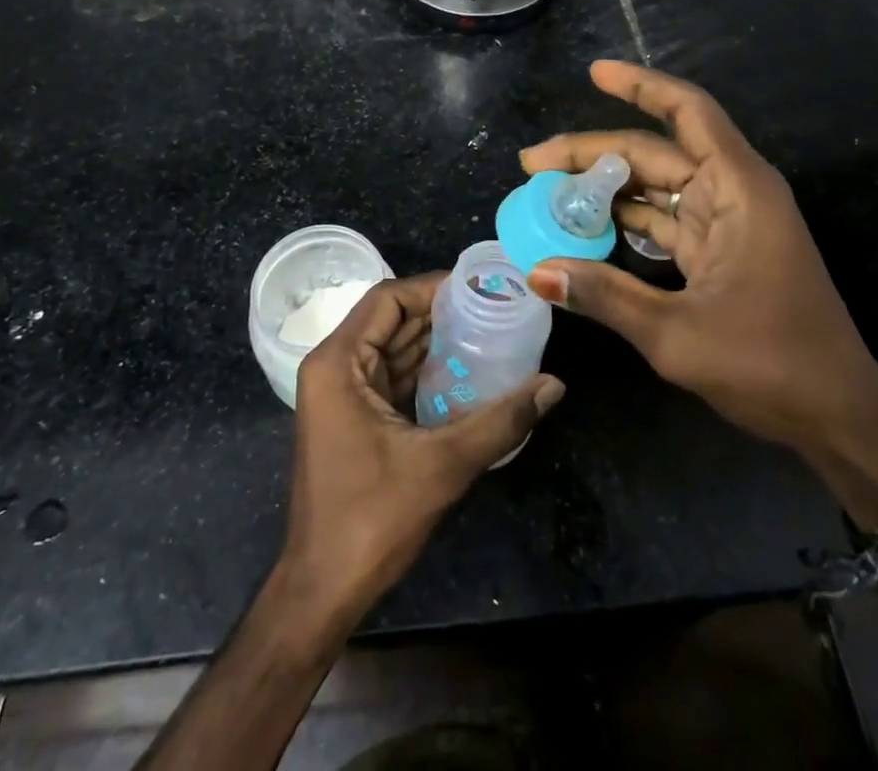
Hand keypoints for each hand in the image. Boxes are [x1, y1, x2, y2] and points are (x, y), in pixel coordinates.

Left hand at [281, 274, 565, 627]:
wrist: (323, 589)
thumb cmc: (371, 518)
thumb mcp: (442, 465)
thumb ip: (501, 420)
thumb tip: (554, 385)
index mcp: (338, 362)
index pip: (387, 299)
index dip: (432, 287)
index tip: (478, 287)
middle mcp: (334, 368)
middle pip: (390, 320)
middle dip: (440, 312)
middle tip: (493, 306)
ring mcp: (341, 394)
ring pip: (392, 347)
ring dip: (435, 341)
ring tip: (488, 330)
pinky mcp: (353, 418)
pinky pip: (392, 376)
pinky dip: (426, 369)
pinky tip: (467, 371)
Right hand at [521, 61, 877, 519]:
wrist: (839, 418)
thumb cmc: (770, 366)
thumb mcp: (677, 334)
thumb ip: (606, 295)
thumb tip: (536, 272)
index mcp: (738, 189)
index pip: (688, 112)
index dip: (641, 86)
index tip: (594, 73)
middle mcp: (734, 193)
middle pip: (656, 151)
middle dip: (593, 153)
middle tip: (532, 164)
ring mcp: (728, 223)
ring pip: (657, 185)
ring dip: (607, 187)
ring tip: (548, 194)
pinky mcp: (722, 252)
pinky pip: (666, 219)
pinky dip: (627, 219)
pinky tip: (587, 227)